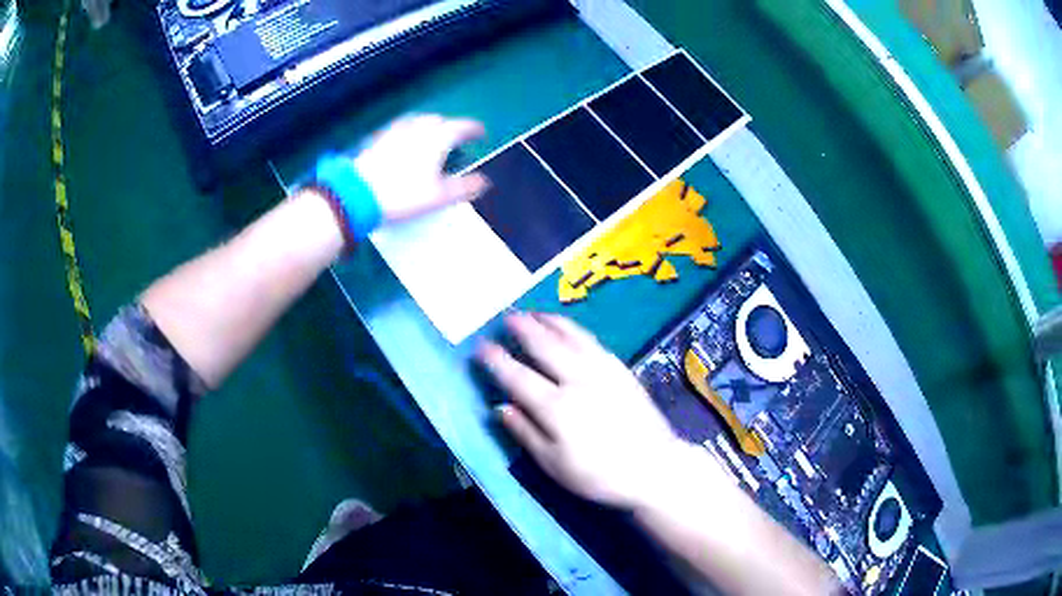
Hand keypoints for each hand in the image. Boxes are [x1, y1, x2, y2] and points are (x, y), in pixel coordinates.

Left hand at [354, 115, 489, 222]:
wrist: (358, 194)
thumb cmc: (403, 195)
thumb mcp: (439, 197)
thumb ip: (465, 187)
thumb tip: (484, 182)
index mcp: (437, 138)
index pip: (462, 126)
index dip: (474, 129)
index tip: (481, 134)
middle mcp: (417, 128)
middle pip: (438, 120)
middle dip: (450, 126)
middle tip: (455, 139)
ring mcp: (394, 132)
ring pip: (416, 121)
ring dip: (427, 126)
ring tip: (430, 138)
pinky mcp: (376, 140)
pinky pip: (397, 129)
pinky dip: (407, 133)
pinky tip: (403, 144)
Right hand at [478, 312, 686, 509]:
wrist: (654, 466)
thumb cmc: (599, 474)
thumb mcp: (554, 464)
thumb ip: (525, 433)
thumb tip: (499, 407)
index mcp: (555, 407)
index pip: (517, 376)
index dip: (496, 360)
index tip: (481, 347)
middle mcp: (576, 379)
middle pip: (543, 346)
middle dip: (521, 328)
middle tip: (506, 316)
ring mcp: (602, 370)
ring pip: (569, 336)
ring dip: (548, 321)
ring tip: (533, 312)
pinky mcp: (620, 369)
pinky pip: (592, 340)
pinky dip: (574, 328)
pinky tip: (568, 328)